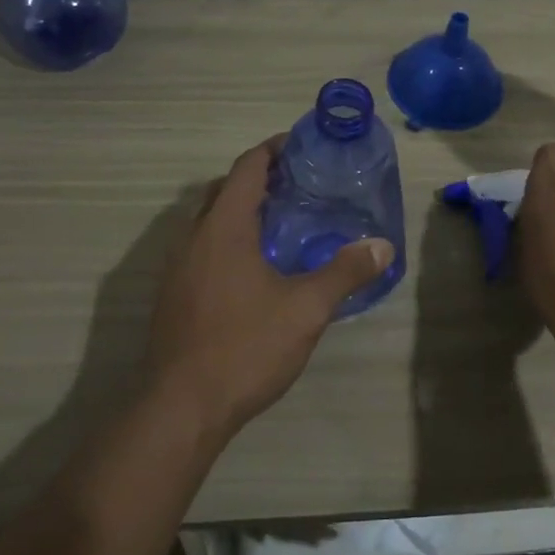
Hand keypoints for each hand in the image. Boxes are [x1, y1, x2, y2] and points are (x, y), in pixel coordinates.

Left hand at [147, 136, 394, 440]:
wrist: (181, 407)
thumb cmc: (245, 347)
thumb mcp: (305, 309)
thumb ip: (344, 273)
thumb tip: (382, 245)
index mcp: (223, 228)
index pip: (246, 168)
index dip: (272, 150)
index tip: (301, 146)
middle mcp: (193, 237)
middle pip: (225, 189)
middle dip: (259, 179)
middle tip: (299, 185)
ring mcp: (177, 267)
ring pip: (210, 221)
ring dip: (241, 211)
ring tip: (281, 223)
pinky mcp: (173, 295)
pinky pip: (202, 248)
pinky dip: (228, 240)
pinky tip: (254, 269)